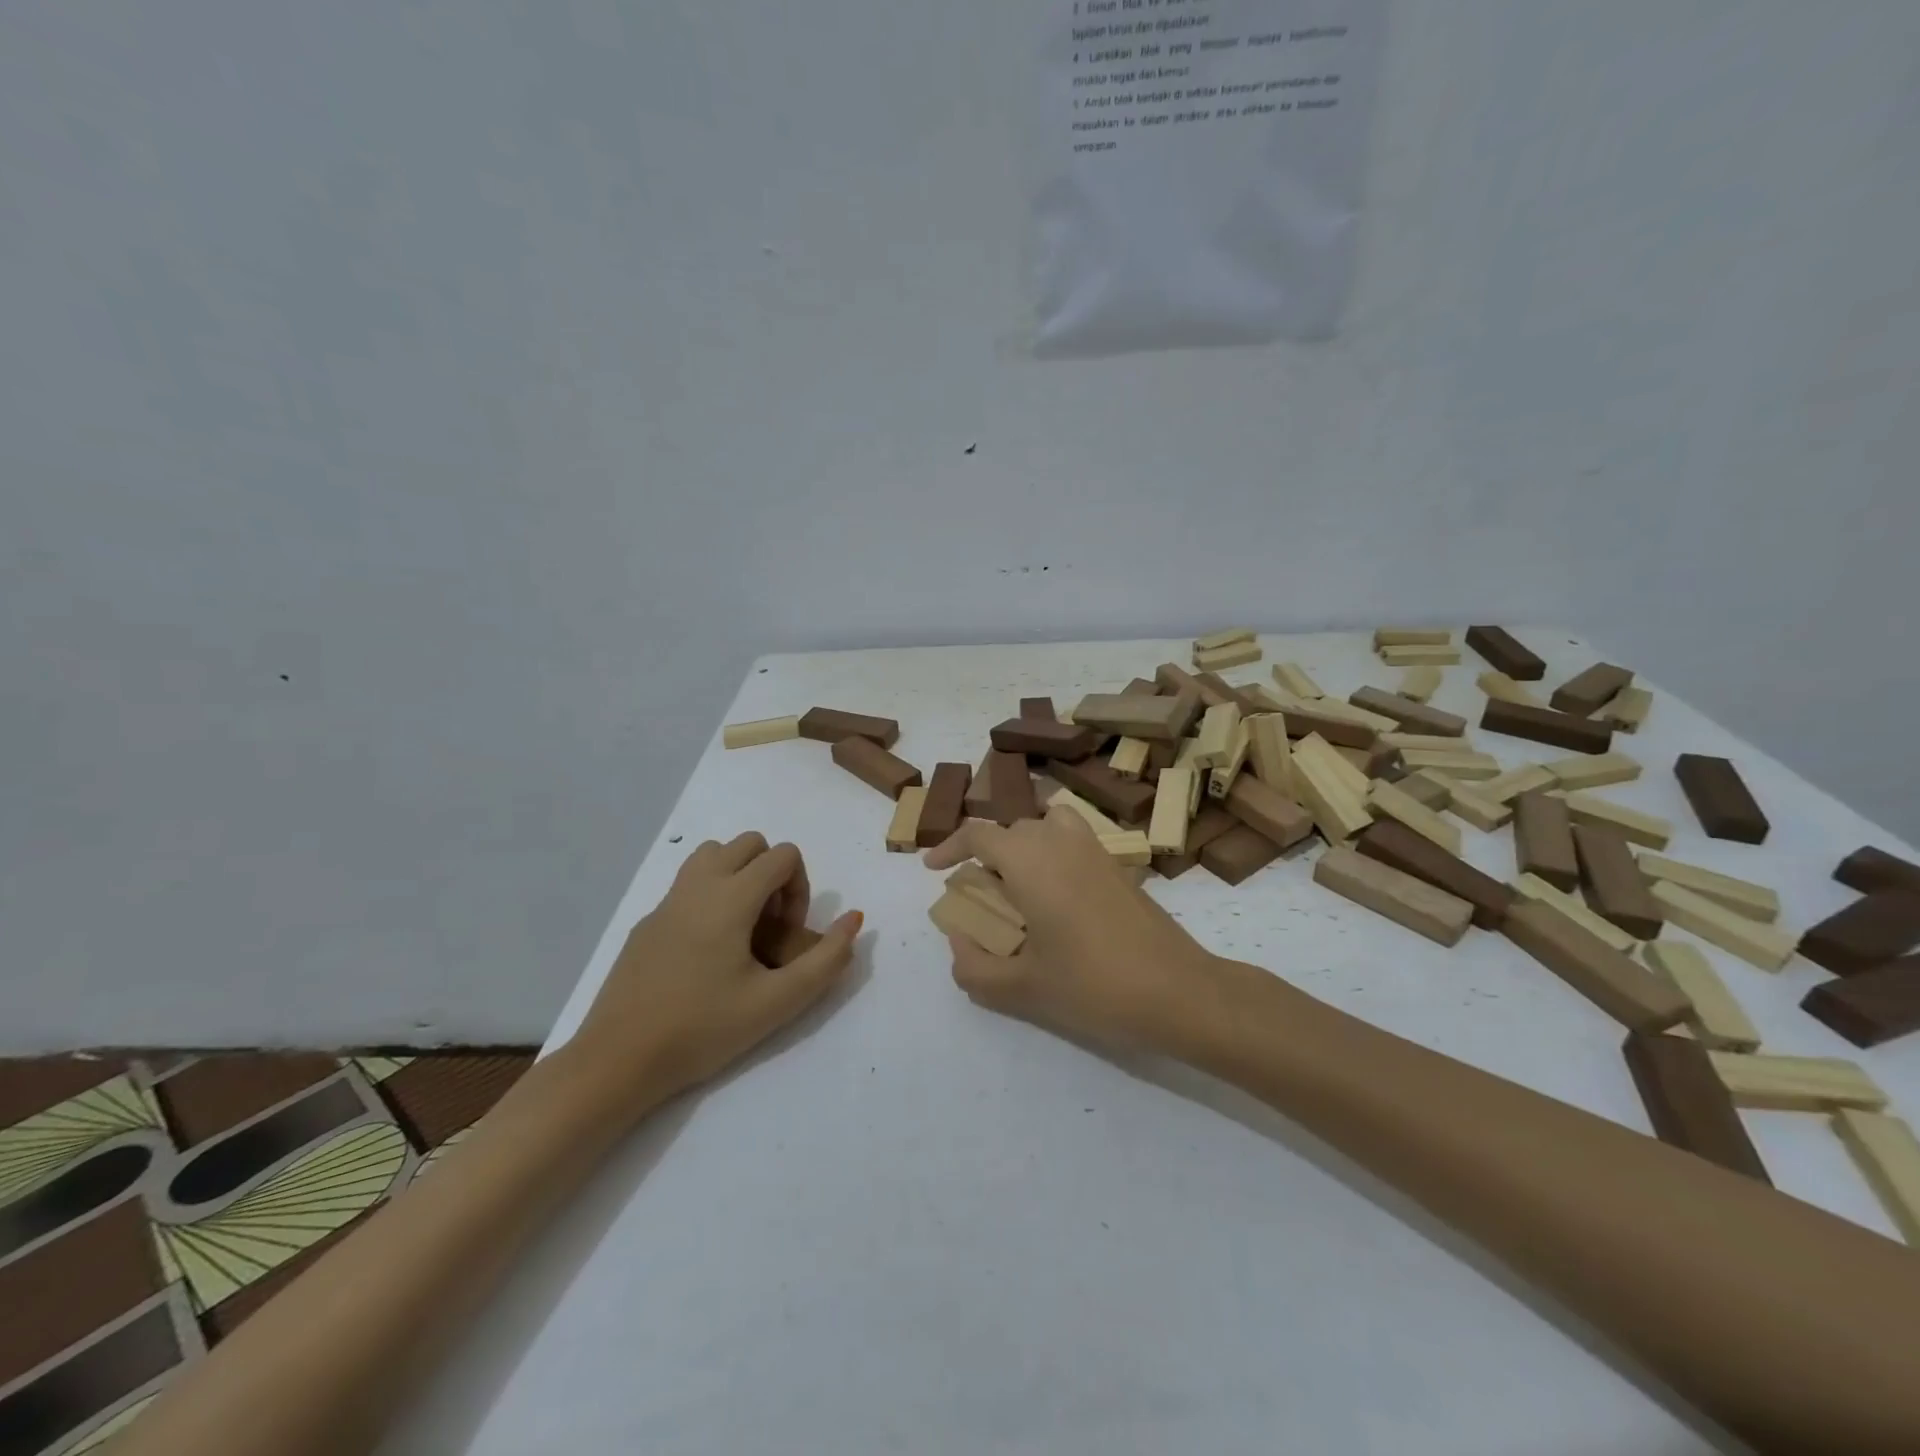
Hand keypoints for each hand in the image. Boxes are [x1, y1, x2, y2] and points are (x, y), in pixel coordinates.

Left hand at [573, 833, 861, 1110]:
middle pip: (749, 843)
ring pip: (714, 855)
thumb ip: (827, 959)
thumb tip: (854, 918)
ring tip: (742, 930)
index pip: (783, 855)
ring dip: (739, 876)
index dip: (799, 889)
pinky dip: (710, 897)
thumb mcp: (778, 1002)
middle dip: (772, 875)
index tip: (787, 935)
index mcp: (730, 897)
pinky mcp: (647, 922)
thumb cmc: (702, 1029)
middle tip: (769, 928)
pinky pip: (688, 884)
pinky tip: (705, 954)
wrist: (617, 1061)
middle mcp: (698, 885)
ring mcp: (667, 901)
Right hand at [922, 806, 1220, 1052]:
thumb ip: (975, 967)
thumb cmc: (1093, 985)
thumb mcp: (1022, 987)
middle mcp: (1061, 841)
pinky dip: (1055, 850)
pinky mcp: (1119, 866)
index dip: (949, 846)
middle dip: (987, 851)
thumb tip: (958, 940)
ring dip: (1026, 840)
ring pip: (1050, 822)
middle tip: (979, 893)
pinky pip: (1075, 838)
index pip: (979, 833)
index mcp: (1030, 860)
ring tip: (1019, 881)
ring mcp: (1095, 850)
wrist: (1178, 991)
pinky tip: (1058, 898)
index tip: (934, 870)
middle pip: (1013, 827)